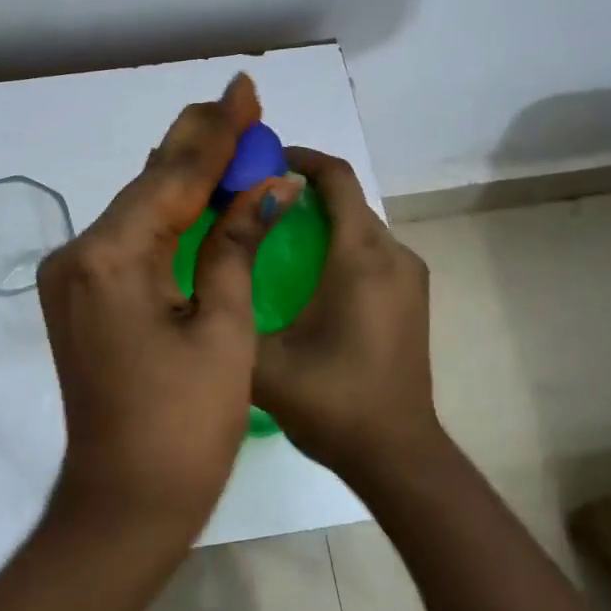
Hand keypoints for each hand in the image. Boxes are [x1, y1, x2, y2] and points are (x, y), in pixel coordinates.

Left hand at [37, 74, 301, 539]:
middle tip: (239, 104)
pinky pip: (128, 241)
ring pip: (137, 211)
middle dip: (198, 146)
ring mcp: (73, 278)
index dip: (216, 133)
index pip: (172, 178)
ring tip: (227, 136)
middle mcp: (78, 256)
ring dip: (183, 179)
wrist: (124, 503)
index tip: (244, 88)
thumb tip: (271, 187)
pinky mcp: (80, 298)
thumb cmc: (185, 426)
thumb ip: (236, 245)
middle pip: (148, 186)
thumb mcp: (223, 328)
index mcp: (109, 258)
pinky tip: (196, 193)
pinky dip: (166, 217)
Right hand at [251, 148, 447, 492]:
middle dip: (302, 189)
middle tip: (251, 201)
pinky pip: (371, 250)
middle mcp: (393, 255)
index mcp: (361, 259)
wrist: (396, 453)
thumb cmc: (332, 402)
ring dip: (320, 219)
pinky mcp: (411, 297)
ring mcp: (409, 276)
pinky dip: (338, 244)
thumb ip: (229, 310)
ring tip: (270, 234)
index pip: (337, 179)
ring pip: (360, 225)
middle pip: (348, 200)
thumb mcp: (263, 360)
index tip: (261, 159)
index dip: (300, 157)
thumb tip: (199, 271)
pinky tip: (303, 273)